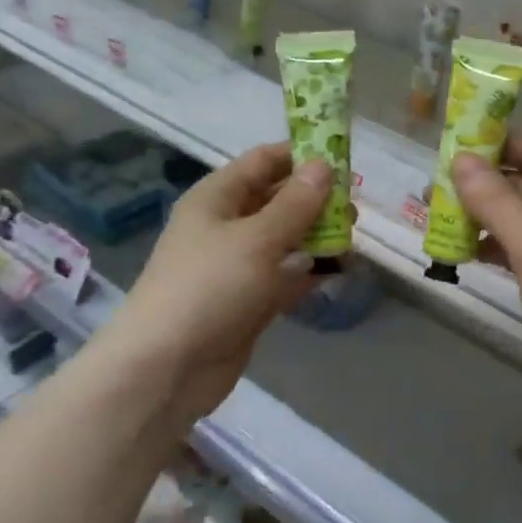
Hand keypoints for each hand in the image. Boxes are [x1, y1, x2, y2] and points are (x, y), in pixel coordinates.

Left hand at [105, 143, 331, 425]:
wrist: (167, 367)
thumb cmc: (209, 287)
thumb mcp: (257, 239)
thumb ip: (295, 204)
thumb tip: (324, 165)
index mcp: (216, 198)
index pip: (262, 161)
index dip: (300, 156)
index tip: (343, 157)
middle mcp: (225, 226)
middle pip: (275, 200)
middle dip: (314, 200)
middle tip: (354, 206)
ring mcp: (236, 266)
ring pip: (283, 240)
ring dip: (315, 237)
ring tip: (352, 238)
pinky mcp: (247, 302)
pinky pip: (283, 277)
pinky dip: (307, 273)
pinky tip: (338, 271)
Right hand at [453, 137, 521, 436]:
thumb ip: (496, 201)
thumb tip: (460, 158)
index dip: (502, 145)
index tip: (456, 146)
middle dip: (484, 184)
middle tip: (434, 184)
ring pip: (518, 220)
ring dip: (482, 216)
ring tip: (436, 215)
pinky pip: (517, 251)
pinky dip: (491, 247)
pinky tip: (459, 250)